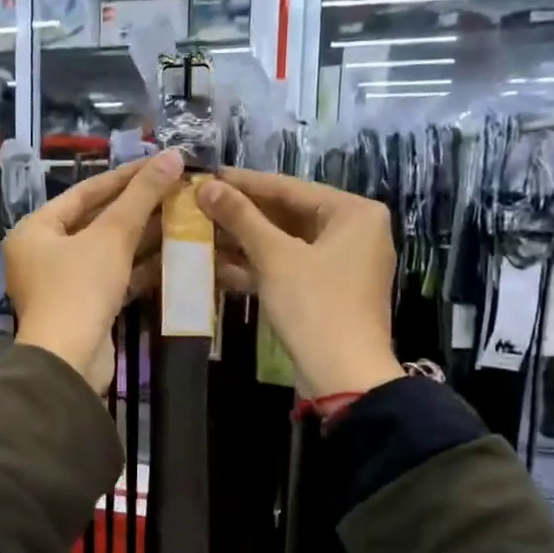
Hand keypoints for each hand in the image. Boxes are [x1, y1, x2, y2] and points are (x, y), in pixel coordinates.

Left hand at [6, 150, 182, 387]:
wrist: (69, 361)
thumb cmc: (80, 288)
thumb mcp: (112, 236)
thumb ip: (141, 196)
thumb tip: (173, 156)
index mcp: (36, 229)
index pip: (85, 192)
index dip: (125, 176)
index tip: (160, 163)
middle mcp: (44, 253)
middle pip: (97, 221)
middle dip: (138, 207)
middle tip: (177, 189)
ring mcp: (64, 284)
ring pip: (108, 251)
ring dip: (144, 237)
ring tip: (183, 216)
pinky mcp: (84, 308)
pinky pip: (114, 277)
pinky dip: (140, 267)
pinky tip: (175, 254)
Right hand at [197, 167, 405, 398]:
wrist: (343, 376)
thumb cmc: (315, 306)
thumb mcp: (275, 257)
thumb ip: (241, 218)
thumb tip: (205, 186)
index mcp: (354, 213)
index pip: (289, 188)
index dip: (243, 183)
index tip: (206, 176)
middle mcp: (354, 231)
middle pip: (287, 214)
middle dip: (242, 215)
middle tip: (199, 205)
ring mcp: (342, 263)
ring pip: (285, 243)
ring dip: (245, 242)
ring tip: (201, 233)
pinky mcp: (327, 290)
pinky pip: (289, 267)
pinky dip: (259, 267)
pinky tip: (218, 266)